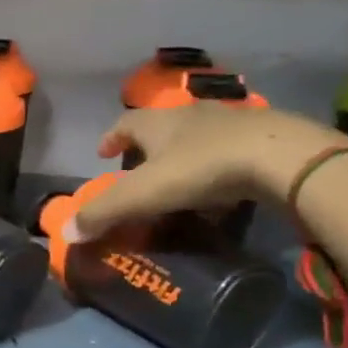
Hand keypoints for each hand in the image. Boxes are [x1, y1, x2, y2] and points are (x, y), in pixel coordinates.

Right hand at [69, 104, 340, 241]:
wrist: (281, 157)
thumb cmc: (201, 169)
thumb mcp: (143, 194)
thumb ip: (103, 213)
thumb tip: (66, 232)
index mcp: (157, 123)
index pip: (125, 124)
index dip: (111, 138)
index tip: (103, 153)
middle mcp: (190, 115)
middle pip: (161, 127)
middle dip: (147, 148)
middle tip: (139, 171)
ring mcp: (230, 122)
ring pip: (198, 137)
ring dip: (185, 156)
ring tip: (180, 184)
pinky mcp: (264, 138)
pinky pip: (231, 151)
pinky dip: (219, 168)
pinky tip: (222, 190)